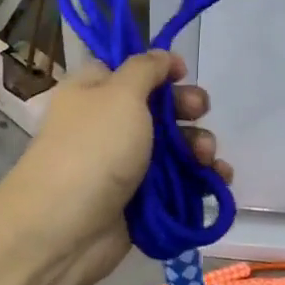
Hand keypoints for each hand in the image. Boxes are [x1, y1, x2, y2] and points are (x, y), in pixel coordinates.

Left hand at [0, 52, 228, 284]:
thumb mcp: (120, 94)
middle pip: (159, 107)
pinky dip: (202, 180)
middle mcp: (109, 125)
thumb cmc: (93, 149)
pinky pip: (180, 183)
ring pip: (175, 147)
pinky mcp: (143, 200)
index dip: (159, 68)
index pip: (129, 70)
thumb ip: (145, 69)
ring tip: (207, 156)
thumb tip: (162, 55)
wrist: (65, 229)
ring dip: (199, 146)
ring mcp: (126, 165)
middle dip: (187, 108)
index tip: (182, 73)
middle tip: (200, 111)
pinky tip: (219, 179)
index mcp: (94, 92)